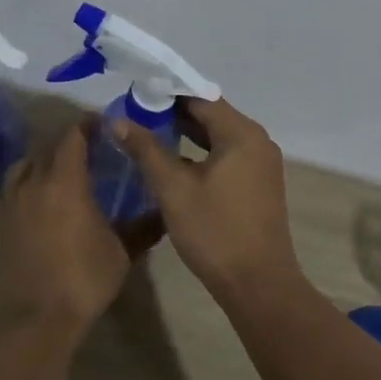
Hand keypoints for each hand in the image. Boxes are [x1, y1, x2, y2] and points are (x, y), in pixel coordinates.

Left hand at [0, 122, 136, 326]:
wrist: (34, 319)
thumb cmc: (83, 279)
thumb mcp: (121, 253)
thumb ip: (142, 227)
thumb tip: (164, 213)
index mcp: (65, 181)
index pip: (72, 137)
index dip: (86, 126)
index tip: (101, 124)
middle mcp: (33, 184)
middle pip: (45, 148)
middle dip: (65, 142)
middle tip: (86, 149)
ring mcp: (11, 204)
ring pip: (23, 167)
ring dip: (41, 162)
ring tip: (60, 172)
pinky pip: (13, 192)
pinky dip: (29, 187)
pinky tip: (43, 204)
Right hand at [112, 99, 302, 299]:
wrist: (258, 284)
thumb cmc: (214, 232)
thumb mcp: (173, 189)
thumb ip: (146, 150)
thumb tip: (118, 120)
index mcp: (241, 134)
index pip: (200, 98)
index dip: (166, 94)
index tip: (135, 97)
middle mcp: (257, 141)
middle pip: (211, 114)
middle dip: (173, 113)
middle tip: (135, 116)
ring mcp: (261, 163)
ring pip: (219, 136)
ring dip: (186, 134)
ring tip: (148, 135)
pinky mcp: (259, 184)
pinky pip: (227, 155)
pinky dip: (201, 153)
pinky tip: (174, 163)